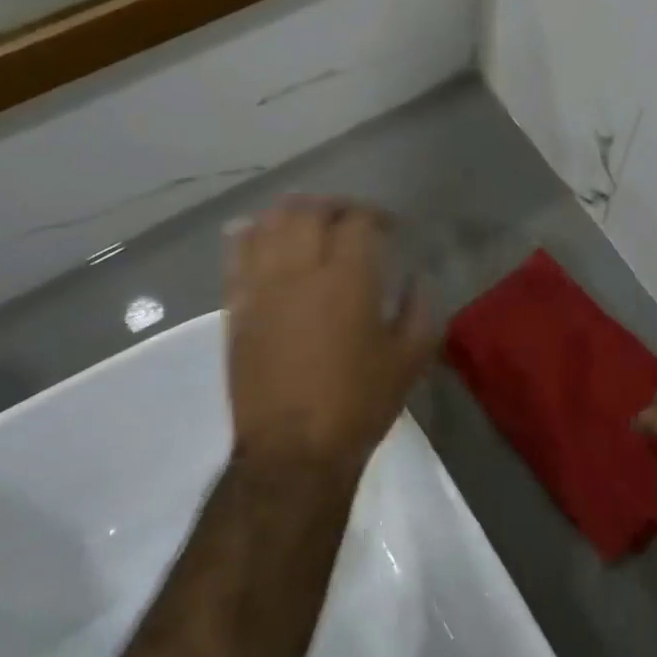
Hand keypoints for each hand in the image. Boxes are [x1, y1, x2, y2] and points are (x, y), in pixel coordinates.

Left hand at [225, 200, 436, 472]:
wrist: (294, 450)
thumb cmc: (360, 403)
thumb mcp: (411, 358)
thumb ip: (420, 308)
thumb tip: (416, 279)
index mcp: (348, 280)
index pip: (359, 222)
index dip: (377, 216)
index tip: (390, 229)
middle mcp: (300, 271)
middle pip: (309, 211)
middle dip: (334, 206)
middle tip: (351, 219)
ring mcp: (262, 287)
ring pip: (269, 223)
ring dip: (293, 212)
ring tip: (309, 221)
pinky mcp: (237, 307)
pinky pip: (236, 254)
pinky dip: (250, 234)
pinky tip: (261, 234)